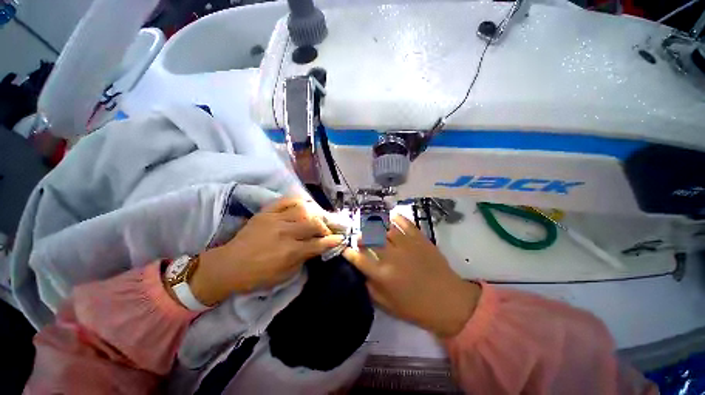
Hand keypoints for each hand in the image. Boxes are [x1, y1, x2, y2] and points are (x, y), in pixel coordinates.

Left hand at [189, 198, 343, 305]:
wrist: (228, 266)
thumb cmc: (257, 276)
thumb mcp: (284, 275)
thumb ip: (303, 259)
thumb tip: (316, 248)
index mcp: (290, 252)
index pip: (318, 243)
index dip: (332, 241)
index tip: (340, 239)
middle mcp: (285, 233)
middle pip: (314, 224)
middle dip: (324, 228)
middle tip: (325, 232)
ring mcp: (275, 220)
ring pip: (303, 210)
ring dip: (314, 215)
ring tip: (315, 219)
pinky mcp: (265, 213)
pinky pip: (285, 201)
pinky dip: (297, 201)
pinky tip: (303, 205)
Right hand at [343, 215, 480, 337]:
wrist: (449, 301)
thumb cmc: (417, 307)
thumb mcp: (388, 305)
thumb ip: (371, 288)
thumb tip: (362, 273)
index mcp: (383, 275)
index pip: (359, 259)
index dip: (349, 253)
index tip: (345, 249)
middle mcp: (392, 257)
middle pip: (371, 239)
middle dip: (361, 236)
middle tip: (360, 238)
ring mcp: (407, 245)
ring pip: (386, 228)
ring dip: (376, 226)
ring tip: (372, 227)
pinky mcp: (420, 239)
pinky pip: (406, 223)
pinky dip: (397, 218)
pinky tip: (391, 217)